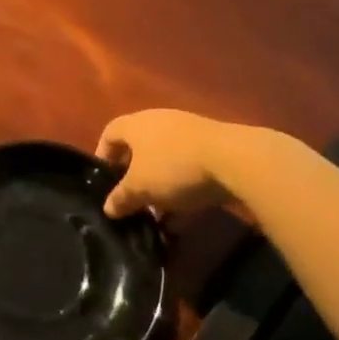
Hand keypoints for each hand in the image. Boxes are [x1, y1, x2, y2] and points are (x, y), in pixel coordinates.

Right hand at [97, 109, 234, 218]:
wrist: (236, 160)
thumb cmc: (173, 168)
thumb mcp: (140, 189)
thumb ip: (120, 198)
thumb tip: (108, 208)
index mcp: (136, 125)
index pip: (110, 133)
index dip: (102, 155)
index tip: (104, 180)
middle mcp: (160, 122)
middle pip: (139, 149)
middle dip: (133, 178)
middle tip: (130, 201)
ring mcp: (189, 134)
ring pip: (165, 162)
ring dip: (158, 187)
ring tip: (157, 216)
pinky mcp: (214, 148)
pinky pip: (188, 169)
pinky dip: (182, 190)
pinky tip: (182, 217)